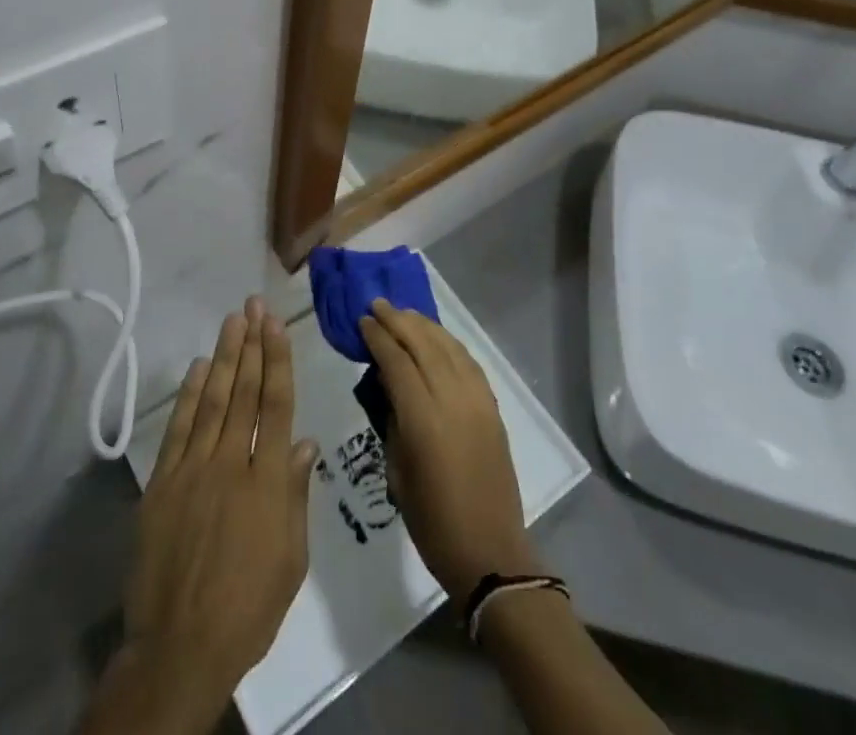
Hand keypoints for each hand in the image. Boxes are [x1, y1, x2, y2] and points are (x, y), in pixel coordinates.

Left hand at [85, 297, 318, 734]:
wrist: (180, 646)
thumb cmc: (248, 607)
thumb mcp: (291, 559)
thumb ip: (296, 495)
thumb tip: (305, 442)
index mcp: (267, 481)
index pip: (275, 405)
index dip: (277, 360)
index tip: (276, 324)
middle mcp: (230, 463)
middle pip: (244, 392)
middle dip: (251, 344)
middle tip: (254, 306)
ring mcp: (193, 469)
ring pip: (213, 400)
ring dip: (224, 357)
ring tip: (233, 321)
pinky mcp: (162, 483)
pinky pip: (179, 428)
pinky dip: (190, 395)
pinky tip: (200, 368)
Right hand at [360, 298, 539, 600]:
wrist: (490, 552)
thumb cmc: (433, 522)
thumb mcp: (397, 472)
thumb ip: (393, 422)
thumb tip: (390, 386)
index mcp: (424, 419)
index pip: (397, 362)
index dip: (378, 337)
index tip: (363, 320)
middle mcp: (453, 400)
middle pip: (424, 344)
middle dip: (399, 320)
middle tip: (378, 304)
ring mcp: (478, 401)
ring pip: (449, 347)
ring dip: (425, 326)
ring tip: (404, 313)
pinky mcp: (493, 408)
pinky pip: (469, 362)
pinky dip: (450, 343)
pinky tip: (437, 338)